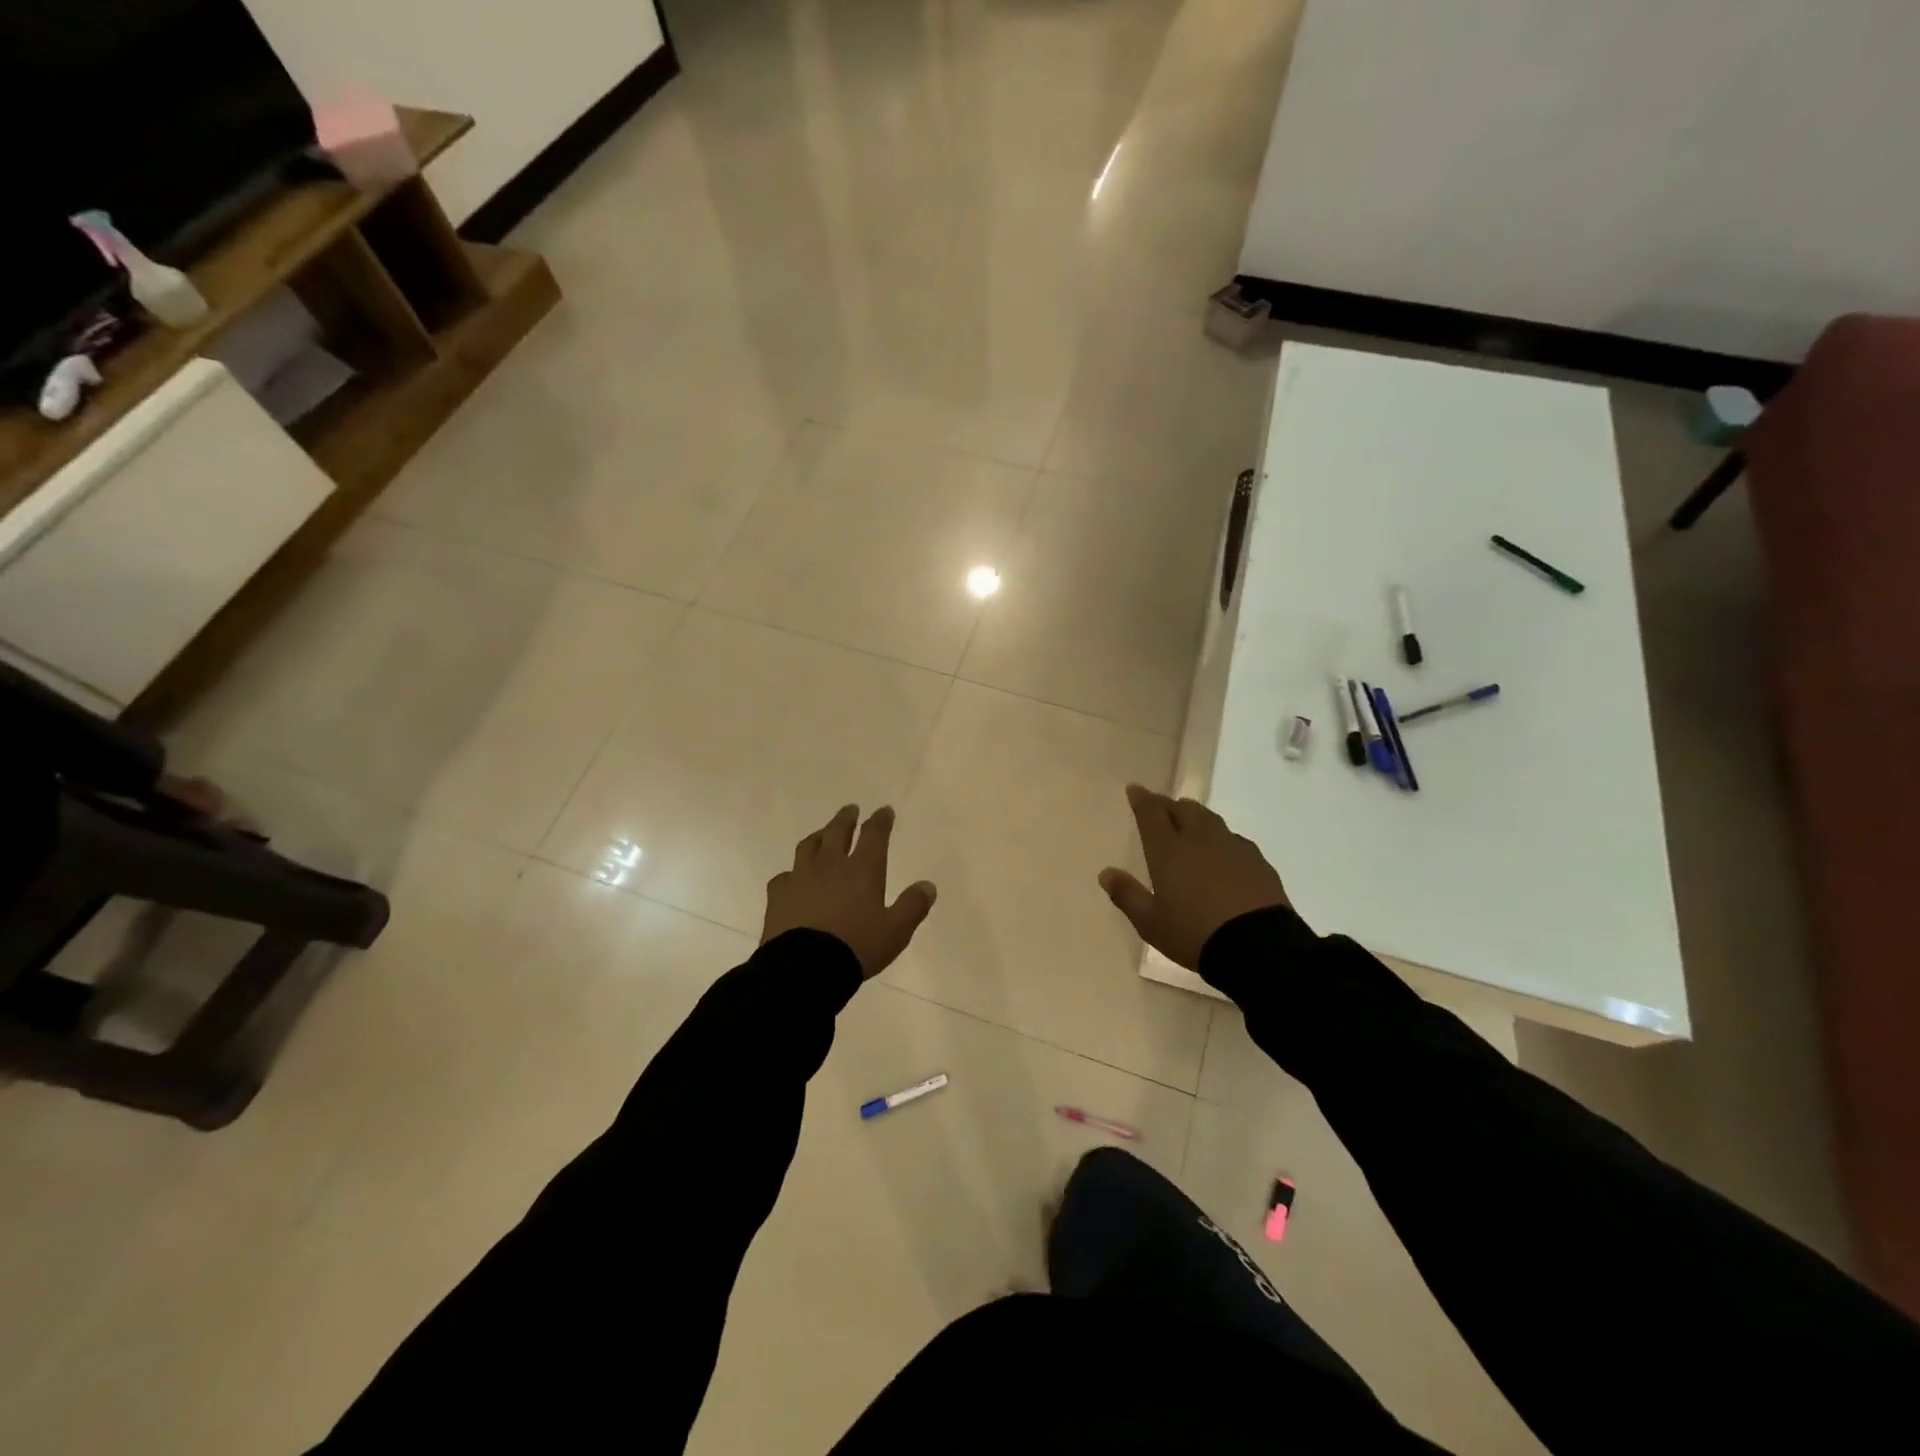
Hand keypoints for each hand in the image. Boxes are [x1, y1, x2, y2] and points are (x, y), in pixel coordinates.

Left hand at [762, 805, 936, 978]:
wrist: (804, 968)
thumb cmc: (856, 947)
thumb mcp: (895, 931)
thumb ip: (912, 906)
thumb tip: (928, 886)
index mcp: (862, 869)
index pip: (873, 835)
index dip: (880, 820)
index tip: (884, 810)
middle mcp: (830, 865)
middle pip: (837, 832)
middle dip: (846, 818)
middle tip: (850, 809)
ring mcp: (801, 877)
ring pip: (809, 846)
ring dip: (819, 836)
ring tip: (822, 834)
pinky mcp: (778, 895)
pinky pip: (785, 876)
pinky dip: (792, 872)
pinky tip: (793, 877)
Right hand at [1099, 784, 1289, 969]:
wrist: (1258, 947)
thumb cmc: (1195, 934)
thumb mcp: (1151, 923)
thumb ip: (1127, 895)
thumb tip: (1105, 873)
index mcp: (1169, 852)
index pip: (1152, 814)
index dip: (1142, 799)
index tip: (1135, 788)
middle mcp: (1200, 840)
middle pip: (1183, 810)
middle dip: (1168, 804)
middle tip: (1160, 805)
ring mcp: (1232, 848)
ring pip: (1210, 819)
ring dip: (1195, 814)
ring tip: (1189, 817)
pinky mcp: (1257, 861)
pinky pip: (1234, 838)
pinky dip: (1221, 836)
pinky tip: (1223, 848)